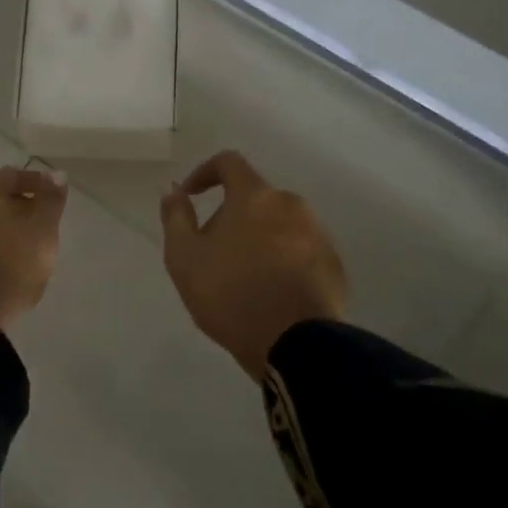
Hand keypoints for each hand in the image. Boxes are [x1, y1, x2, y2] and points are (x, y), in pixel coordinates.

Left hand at [0, 167, 68, 329]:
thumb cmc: (8, 268)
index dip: (36, 184)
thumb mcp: (42, 233)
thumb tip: (55, 174)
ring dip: (0, 226)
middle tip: (41, 225)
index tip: (54, 199)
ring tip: (23, 247)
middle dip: (18, 206)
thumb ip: (50, 201)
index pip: (10, 175)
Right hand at [159, 151, 348, 379]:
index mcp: (254, 196)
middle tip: (213, 249)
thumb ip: (176, 217)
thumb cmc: (231, 294)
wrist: (297, 345)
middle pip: (255, 197)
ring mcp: (318, 234)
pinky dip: (282, 259)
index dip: (204, 172)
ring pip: (279, 224)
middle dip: (231, 214)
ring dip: (258, 237)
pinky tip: (270, 290)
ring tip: (243, 275)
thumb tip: (173, 191)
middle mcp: (291, 205)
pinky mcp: (334, 264)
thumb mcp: (184, 257)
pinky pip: (300, 249)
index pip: (229, 162)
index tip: (190, 195)